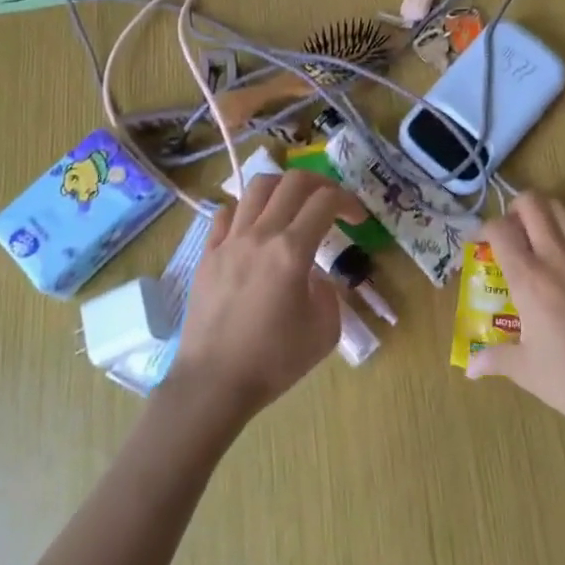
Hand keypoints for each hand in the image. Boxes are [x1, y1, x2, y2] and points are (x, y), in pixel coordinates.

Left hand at [171, 171, 357, 422]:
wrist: (214, 382)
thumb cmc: (274, 360)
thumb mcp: (325, 331)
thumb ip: (329, 293)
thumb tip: (315, 278)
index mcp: (292, 250)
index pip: (325, 201)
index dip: (348, 201)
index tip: (357, 218)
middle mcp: (260, 234)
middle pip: (292, 182)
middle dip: (320, 183)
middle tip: (330, 202)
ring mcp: (229, 241)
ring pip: (256, 189)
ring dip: (282, 188)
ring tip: (292, 205)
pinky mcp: (207, 254)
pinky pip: (225, 214)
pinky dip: (245, 210)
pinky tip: (254, 227)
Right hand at [465, 193, 564, 439]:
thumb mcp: (526, 371)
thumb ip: (495, 359)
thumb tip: (470, 368)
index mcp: (528, 280)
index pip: (498, 230)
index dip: (483, 229)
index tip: (480, 243)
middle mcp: (557, 256)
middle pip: (532, 203)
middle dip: (516, 209)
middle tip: (514, 231)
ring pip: (563, 210)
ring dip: (548, 216)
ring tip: (545, 238)